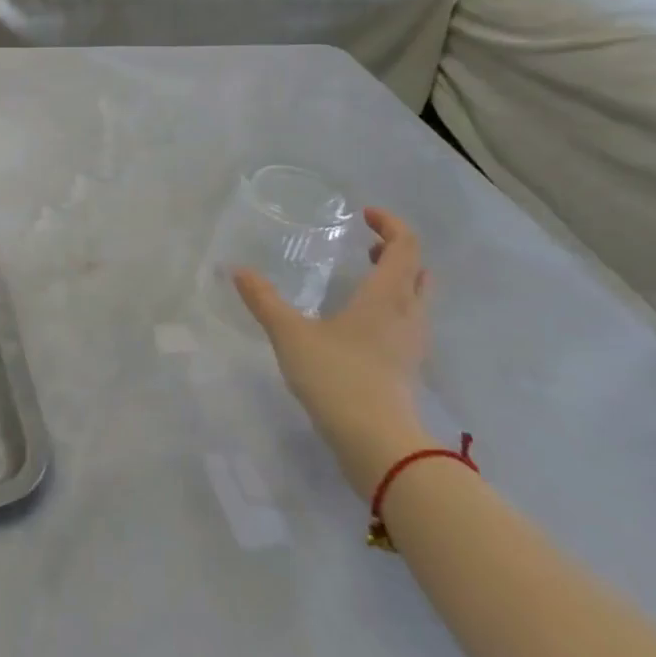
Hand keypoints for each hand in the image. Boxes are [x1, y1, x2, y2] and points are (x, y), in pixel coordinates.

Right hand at [233, 208, 434, 492]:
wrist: (376, 441)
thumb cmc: (336, 376)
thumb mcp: (290, 334)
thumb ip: (264, 300)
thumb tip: (237, 270)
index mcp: (386, 296)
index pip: (406, 247)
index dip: (390, 225)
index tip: (364, 215)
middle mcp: (408, 314)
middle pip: (419, 271)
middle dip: (397, 252)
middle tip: (366, 246)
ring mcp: (413, 344)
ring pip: (417, 299)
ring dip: (398, 280)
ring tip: (364, 279)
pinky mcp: (409, 368)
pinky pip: (409, 323)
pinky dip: (393, 308)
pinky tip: (362, 323)